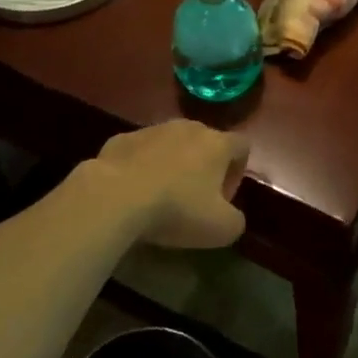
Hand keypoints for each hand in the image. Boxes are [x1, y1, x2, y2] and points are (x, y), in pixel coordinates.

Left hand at [88, 120, 249, 248]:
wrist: (115, 196)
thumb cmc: (177, 209)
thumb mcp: (221, 229)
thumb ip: (236, 221)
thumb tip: (230, 216)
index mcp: (217, 144)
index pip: (242, 146)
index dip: (237, 172)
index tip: (223, 198)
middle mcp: (188, 128)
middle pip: (205, 142)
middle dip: (204, 167)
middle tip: (193, 200)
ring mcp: (153, 130)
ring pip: (171, 144)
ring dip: (172, 165)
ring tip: (160, 196)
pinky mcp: (122, 138)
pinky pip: (140, 151)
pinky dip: (141, 167)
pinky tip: (132, 192)